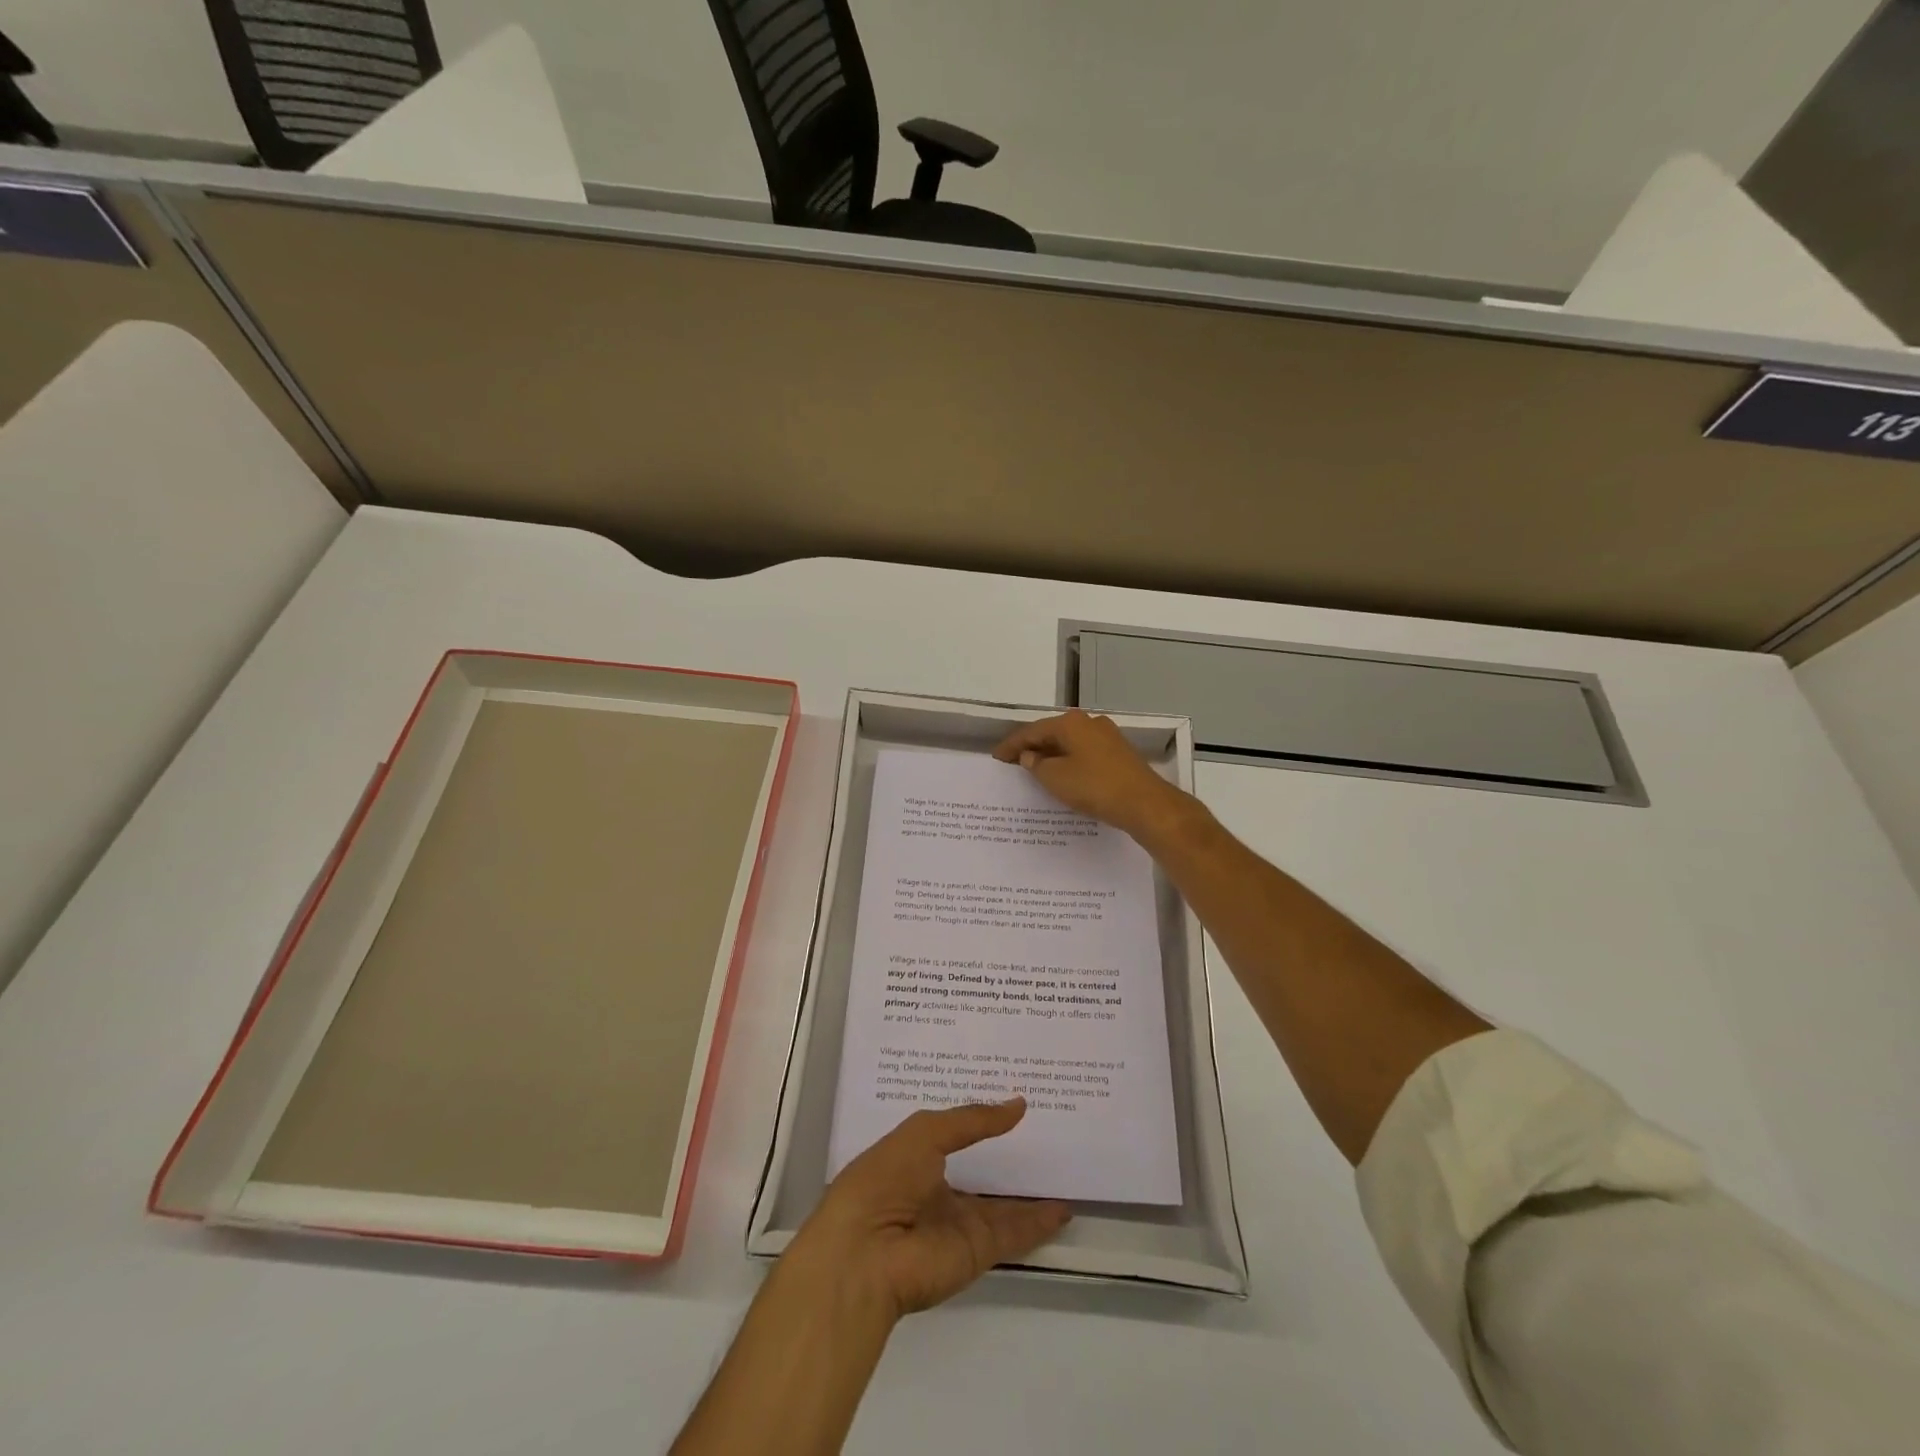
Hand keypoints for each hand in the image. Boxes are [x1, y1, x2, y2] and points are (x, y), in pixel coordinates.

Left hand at [786, 1099, 1070, 1320]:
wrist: (866, 1255)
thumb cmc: (885, 1179)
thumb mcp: (925, 1133)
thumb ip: (973, 1120)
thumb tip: (1018, 1105)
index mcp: (915, 1159)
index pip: (953, 1135)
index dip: (978, 1119)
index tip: (1008, 1099)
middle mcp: (937, 1190)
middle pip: (980, 1170)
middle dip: (1007, 1154)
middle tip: (1047, 1129)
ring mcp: (957, 1223)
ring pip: (1002, 1205)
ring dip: (1030, 1192)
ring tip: (1064, 1168)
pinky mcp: (977, 1251)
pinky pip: (1014, 1233)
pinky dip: (1039, 1223)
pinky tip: (1064, 1208)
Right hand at [994, 709, 1192, 841]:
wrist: (1144, 803)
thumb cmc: (1094, 786)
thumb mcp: (1055, 778)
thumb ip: (1037, 765)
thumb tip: (1030, 756)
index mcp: (1071, 723)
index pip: (1032, 731)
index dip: (1012, 745)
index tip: (997, 757)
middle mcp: (1089, 722)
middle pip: (1053, 733)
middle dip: (1032, 748)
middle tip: (1013, 763)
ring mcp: (1107, 737)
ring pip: (1070, 743)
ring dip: (1052, 755)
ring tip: (1035, 771)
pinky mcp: (1119, 754)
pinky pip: (1085, 753)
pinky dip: (1069, 762)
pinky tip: (1064, 776)